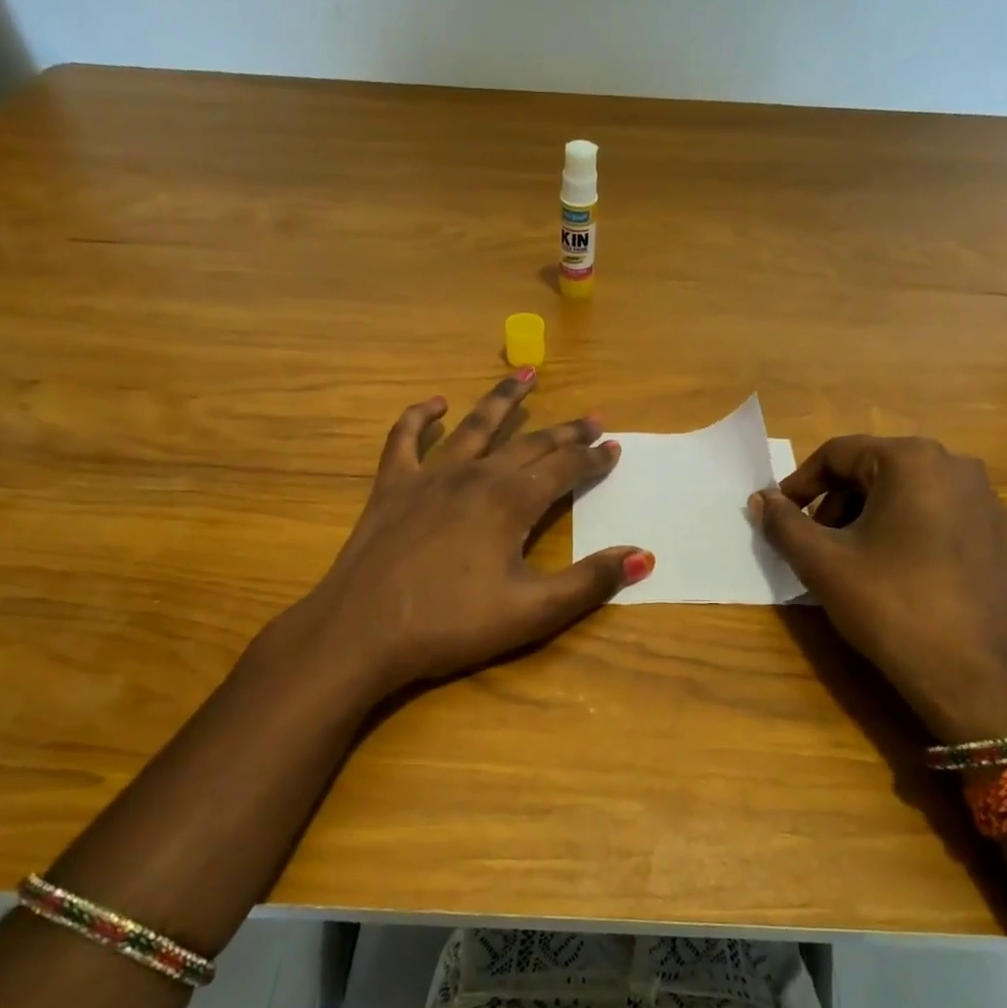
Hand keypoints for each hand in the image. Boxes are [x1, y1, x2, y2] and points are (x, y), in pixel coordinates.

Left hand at [284, 374, 652, 694]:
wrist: (362, 633)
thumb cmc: (452, 624)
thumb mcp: (532, 611)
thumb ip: (590, 581)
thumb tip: (644, 556)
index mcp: (511, 501)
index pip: (565, 468)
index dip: (593, 457)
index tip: (614, 448)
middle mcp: (475, 475)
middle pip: (529, 443)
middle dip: (565, 431)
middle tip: (592, 418)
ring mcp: (429, 477)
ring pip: (475, 427)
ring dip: (503, 400)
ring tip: (525, 374)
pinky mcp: (391, 487)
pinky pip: (405, 439)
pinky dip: (420, 417)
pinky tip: (435, 403)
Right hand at [750, 435, 1006, 745]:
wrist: (971, 672)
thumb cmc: (889, 604)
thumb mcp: (821, 562)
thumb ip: (783, 523)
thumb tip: (760, 498)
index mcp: (912, 460)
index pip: (838, 454)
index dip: (800, 483)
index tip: (780, 515)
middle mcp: (956, 466)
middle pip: (874, 470)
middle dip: (835, 502)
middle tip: (814, 542)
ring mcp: (985, 500)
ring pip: (907, 493)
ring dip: (868, 517)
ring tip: (851, 560)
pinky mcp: (999, 534)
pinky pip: (939, 516)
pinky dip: (906, 531)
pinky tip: (896, 573)